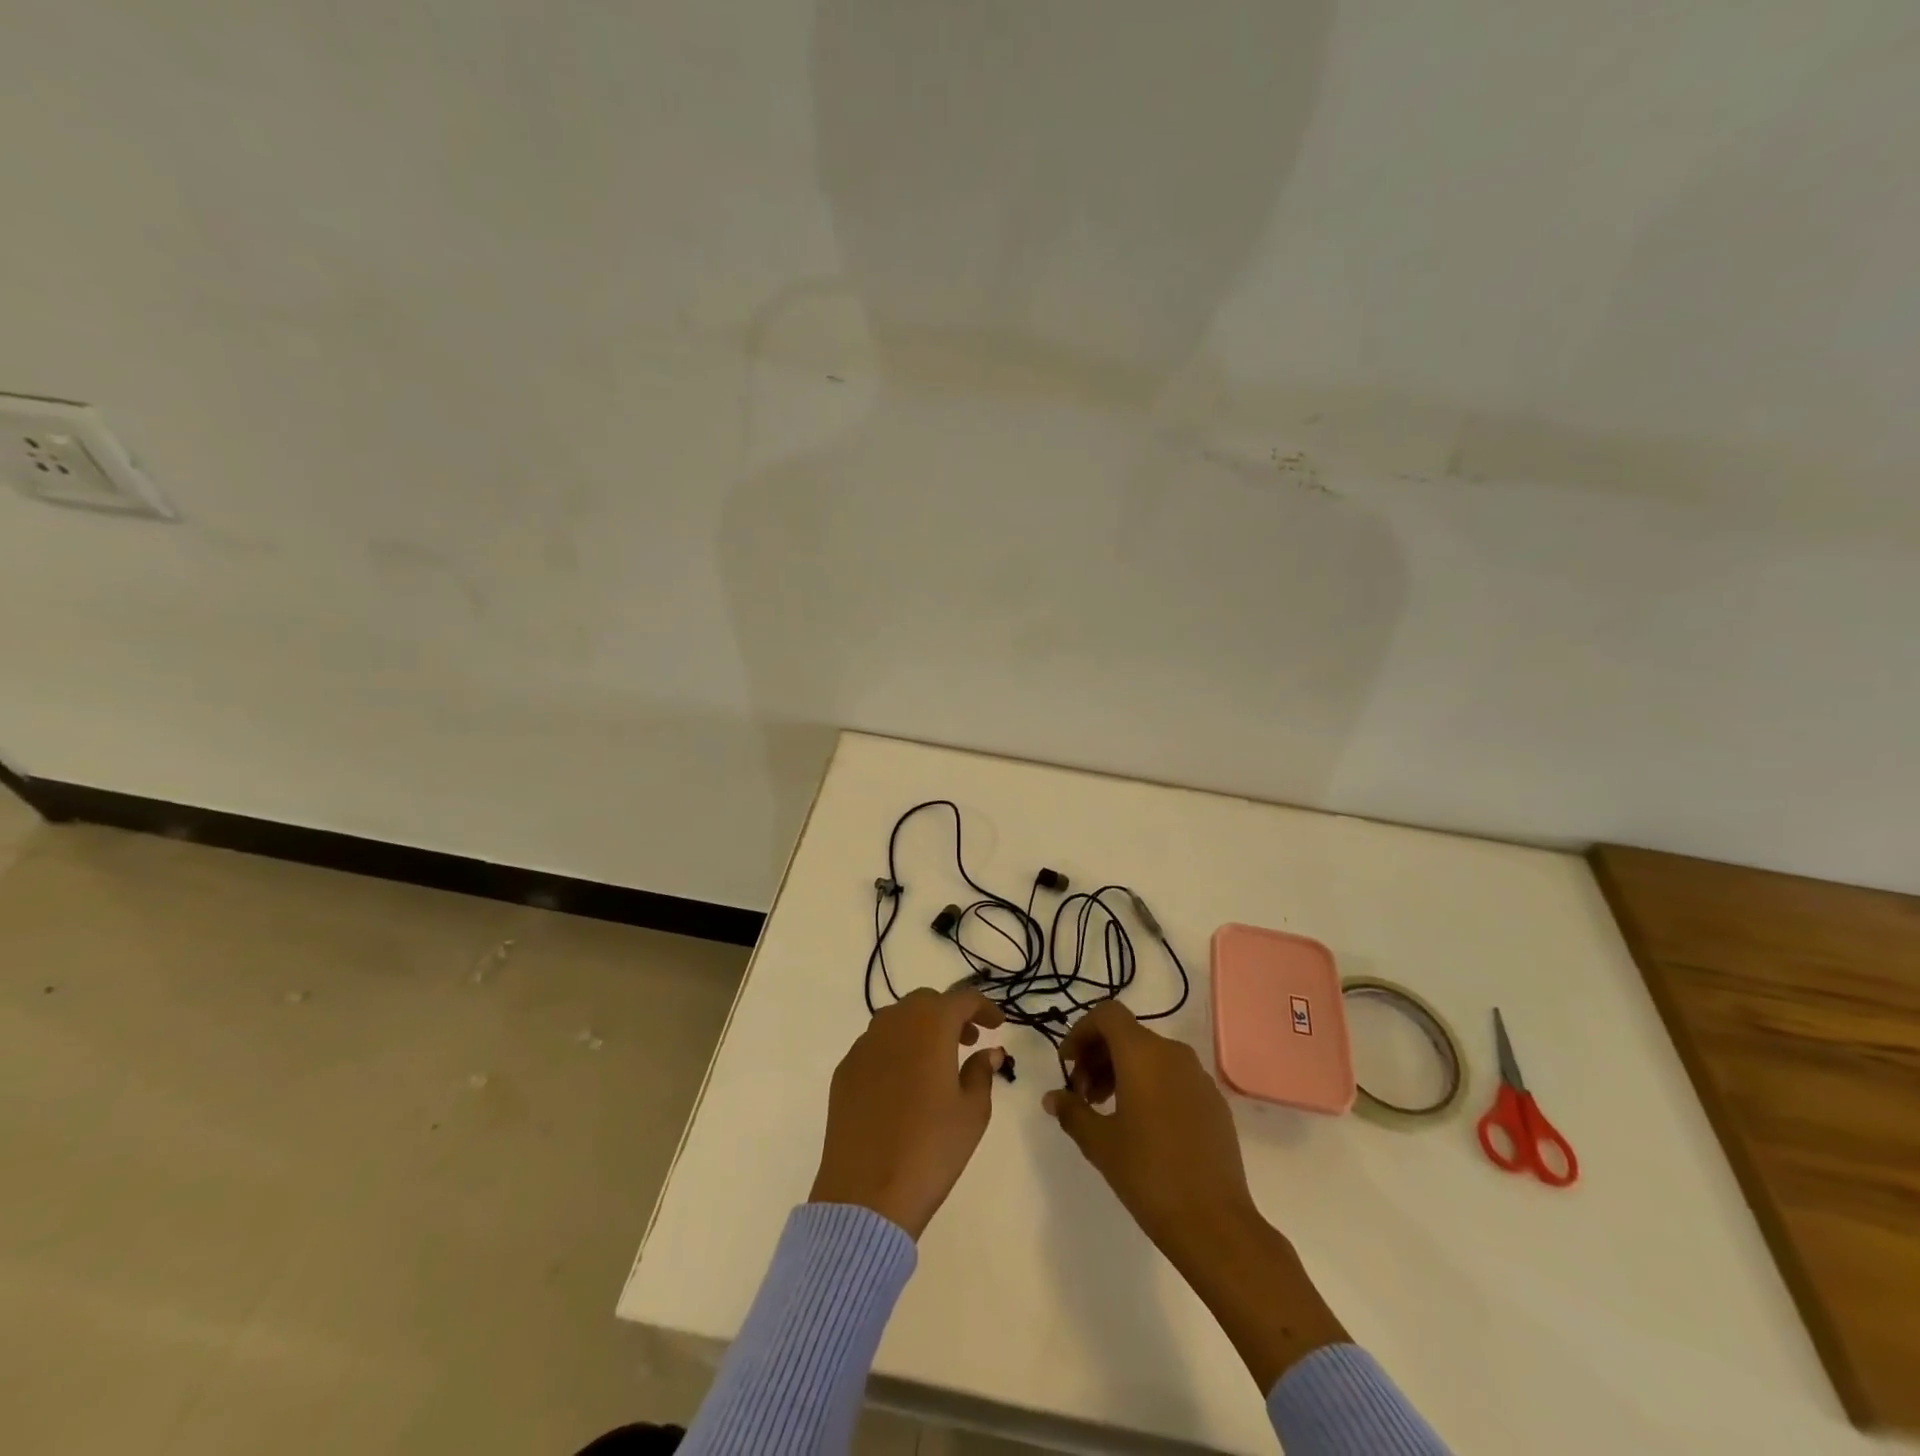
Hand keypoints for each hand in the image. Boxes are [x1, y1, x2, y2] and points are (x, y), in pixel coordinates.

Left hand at [809, 986, 1006, 1238]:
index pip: (962, 999)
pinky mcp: (844, 1071)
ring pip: (897, 1020)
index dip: (983, 1008)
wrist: (866, 1195)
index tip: (997, 1025)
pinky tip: (904, 1084)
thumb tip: (987, 1052)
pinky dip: (896, 1050)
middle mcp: (893, 1024)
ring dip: (921, 1029)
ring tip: (937, 1062)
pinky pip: (876, 1046)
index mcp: (930, 1026)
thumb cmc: (931, 1149)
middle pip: (926, 1002)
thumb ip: (981, 1073)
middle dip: (950, 1014)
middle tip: (968, 1040)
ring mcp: (863, 1046)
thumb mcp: (972, 1112)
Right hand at [1043, 1001, 1257, 1261]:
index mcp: (1143, 1054)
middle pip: (1127, 1035)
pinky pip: (1172, 1077)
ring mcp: (1198, 1077)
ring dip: (1121, 1072)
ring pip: (1150, 1056)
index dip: (1082, 1031)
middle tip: (1080, 1095)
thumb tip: (1052, 1097)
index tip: (1067, 1064)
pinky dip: (1149, 1086)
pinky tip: (1141, 1126)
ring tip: (1105, 1111)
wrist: (1215, 1224)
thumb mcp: (1099, 1143)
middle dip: (1097, 1056)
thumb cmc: (1149, 1174)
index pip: (1107, 1015)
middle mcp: (1173, 1054)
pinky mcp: (1214, 1102)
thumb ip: (1072, 1111)